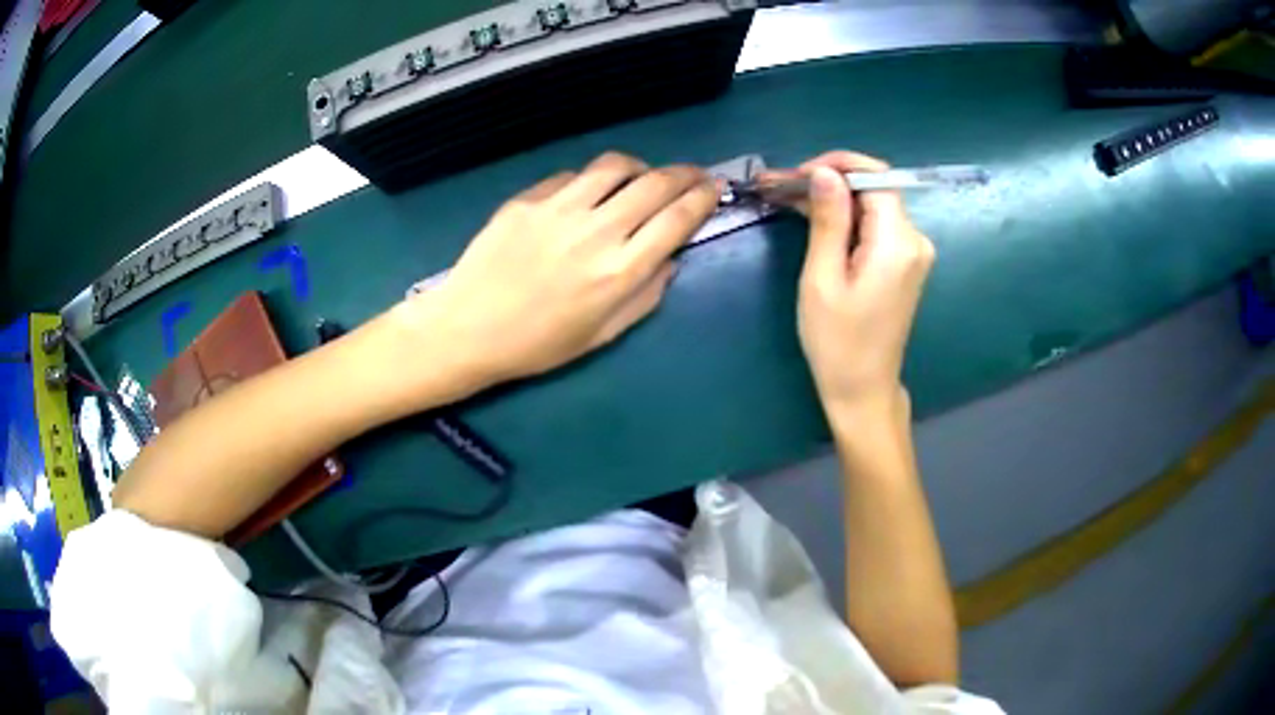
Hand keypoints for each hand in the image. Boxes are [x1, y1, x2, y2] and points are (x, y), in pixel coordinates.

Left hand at [394, 152, 718, 392]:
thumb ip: (645, 296)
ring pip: (615, 166)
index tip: (714, 189)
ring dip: (641, 167)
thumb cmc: (539, 344)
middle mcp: (597, 231)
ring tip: (644, 175)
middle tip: (694, 174)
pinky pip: (573, 176)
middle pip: (655, 183)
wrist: (468, 329)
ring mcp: (560, 208)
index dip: (702, 198)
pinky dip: (592, 180)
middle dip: (685, 174)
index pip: (677, 219)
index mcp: (621, 271)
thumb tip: (670, 259)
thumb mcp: (603, 335)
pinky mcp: (529, 198)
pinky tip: (590, 193)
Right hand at [763, 151, 934, 414]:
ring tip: (789, 199)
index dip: (838, 165)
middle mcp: (914, 240)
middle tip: (783, 186)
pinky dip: (847, 219)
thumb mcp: (823, 278)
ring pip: (873, 206)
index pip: (876, 177)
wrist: (862, 390)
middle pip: (874, 189)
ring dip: (835, 199)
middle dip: (830, 181)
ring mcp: (912, 253)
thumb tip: (824, 173)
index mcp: (898, 242)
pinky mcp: (904, 263)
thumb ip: (828, 220)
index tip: (798, 174)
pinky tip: (816, 220)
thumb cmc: (837, 342)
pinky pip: (876, 227)